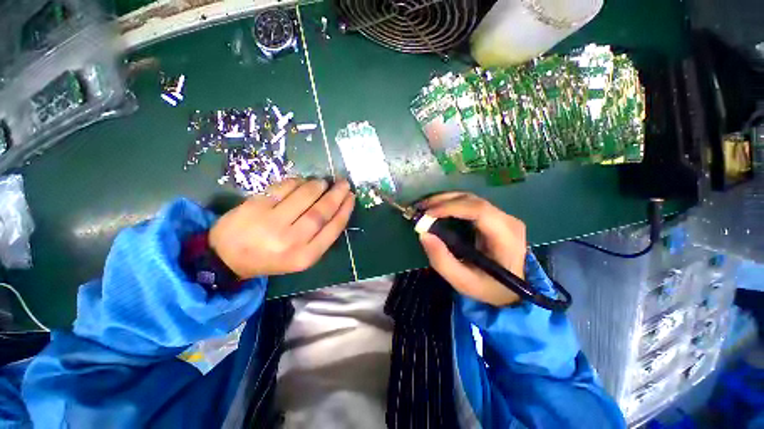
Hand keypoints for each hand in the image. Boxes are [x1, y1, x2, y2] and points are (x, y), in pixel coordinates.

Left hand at [209, 178, 354, 278]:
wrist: (226, 258)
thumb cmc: (270, 258)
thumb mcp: (300, 257)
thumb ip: (319, 238)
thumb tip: (336, 208)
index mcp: (305, 256)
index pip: (333, 228)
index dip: (344, 210)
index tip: (351, 197)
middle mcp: (290, 241)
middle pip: (320, 212)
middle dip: (336, 195)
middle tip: (344, 184)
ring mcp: (271, 223)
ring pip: (304, 197)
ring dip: (318, 186)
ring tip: (324, 182)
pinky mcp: (255, 207)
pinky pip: (283, 188)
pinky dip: (297, 182)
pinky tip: (303, 182)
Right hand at [418, 192, 525, 306]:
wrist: (509, 291)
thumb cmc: (487, 288)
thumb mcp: (462, 281)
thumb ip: (442, 260)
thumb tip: (423, 234)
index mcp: (506, 236)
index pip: (479, 211)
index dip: (451, 207)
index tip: (428, 214)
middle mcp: (507, 220)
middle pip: (472, 201)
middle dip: (443, 201)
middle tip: (420, 208)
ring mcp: (502, 216)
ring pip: (469, 199)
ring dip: (444, 200)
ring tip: (424, 207)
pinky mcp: (493, 216)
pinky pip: (469, 204)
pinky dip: (450, 204)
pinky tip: (436, 209)